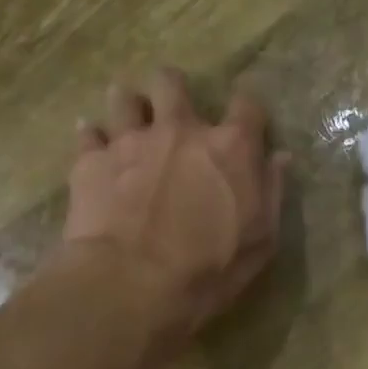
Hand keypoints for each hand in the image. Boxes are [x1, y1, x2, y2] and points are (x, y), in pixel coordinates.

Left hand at [61, 68, 286, 350]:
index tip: (244, 125)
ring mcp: (130, 141)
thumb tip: (279, 158)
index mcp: (230, 149)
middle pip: (173, 83)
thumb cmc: (208, 271)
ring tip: (129, 125)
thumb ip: (271, 193)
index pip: (247, 106)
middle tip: (171, 113)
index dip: (246, 112)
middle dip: (173, 91)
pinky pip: (88, 133)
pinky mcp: (91, 161)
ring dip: (129, 106)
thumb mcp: (260, 242)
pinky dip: (92, 138)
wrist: (132, 284)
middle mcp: (180, 130)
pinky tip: (94, 148)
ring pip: (124, 98)